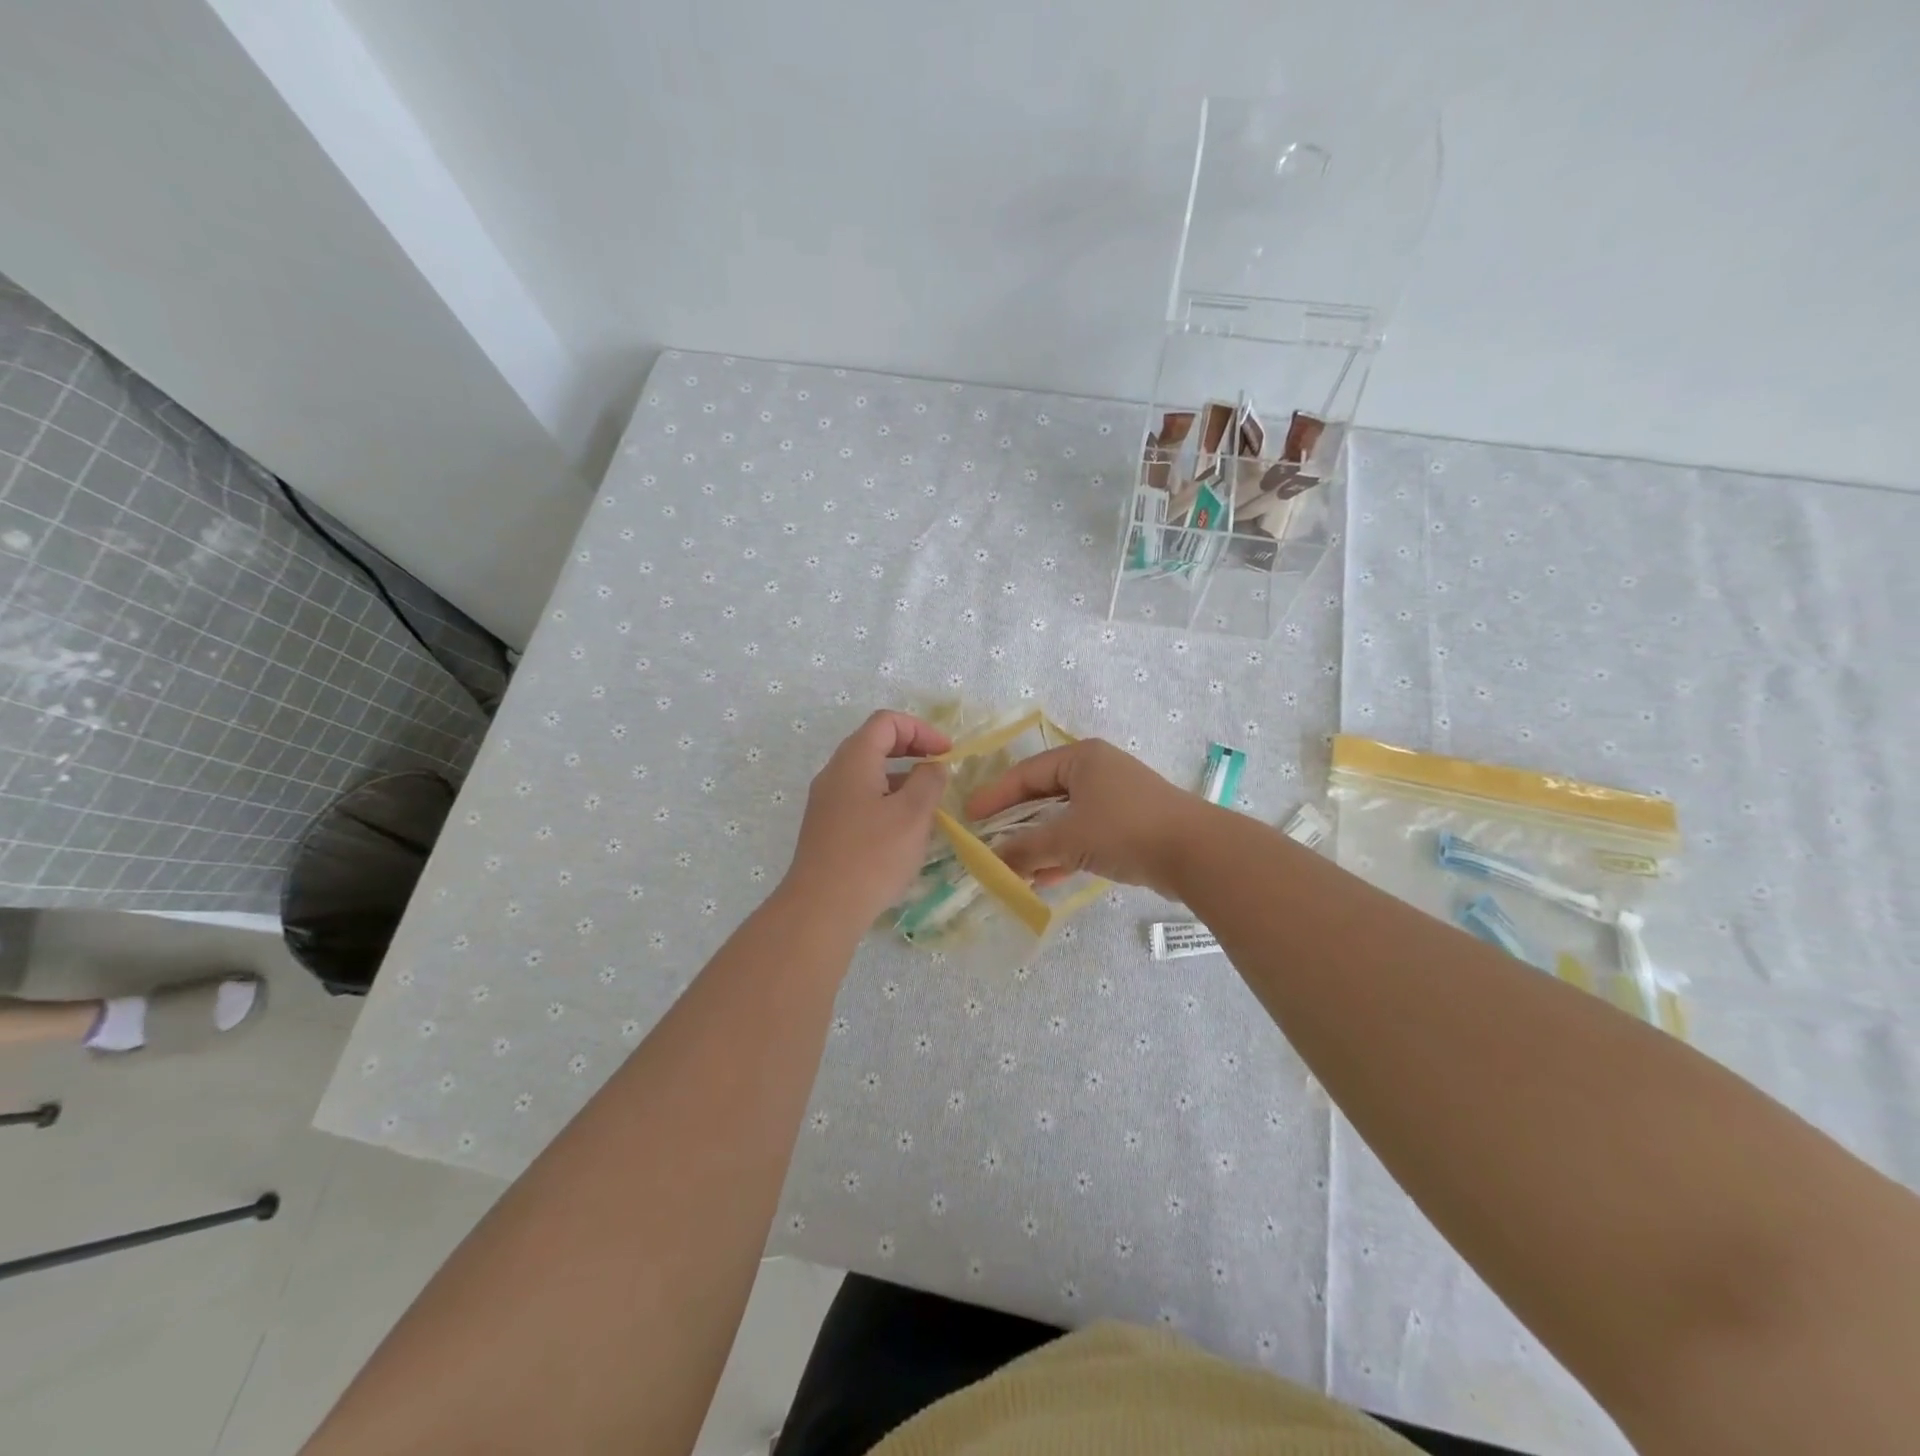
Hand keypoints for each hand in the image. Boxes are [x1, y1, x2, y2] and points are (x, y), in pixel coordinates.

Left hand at [781, 710, 951, 925]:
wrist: (821, 908)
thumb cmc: (872, 855)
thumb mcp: (913, 814)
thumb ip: (929, 781)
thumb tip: (933, 766)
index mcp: (853, 760)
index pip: (886, 722)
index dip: (921, 730)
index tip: (947, 753)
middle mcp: (834, 773)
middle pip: (874, 743)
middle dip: (911, 750)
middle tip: (940, 770)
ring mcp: (826, 801)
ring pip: (867, 773)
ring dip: (900, 777)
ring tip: (928, 803)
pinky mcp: (826, 827)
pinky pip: (859, 798)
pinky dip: (886, 799)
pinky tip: (903, 829)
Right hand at [964, 738, 1207, 895]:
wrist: (1197, 853)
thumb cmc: (1125, 829)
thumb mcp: (1068, 837)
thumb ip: (1026, 849)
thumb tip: (991, 861)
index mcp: (1082, 758)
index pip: (1026, 773)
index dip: (995, 795)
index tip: (969, 816)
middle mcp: (1097, 771)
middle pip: (1044, 795)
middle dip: (1016, 823)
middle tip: (987, 840)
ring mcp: (1116, 799)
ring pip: (1065, 819)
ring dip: (1039, 843)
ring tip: (1011, 867)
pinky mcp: (1129, 826)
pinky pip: (1084, 836)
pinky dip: (1064, 853)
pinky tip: (1044, 877)